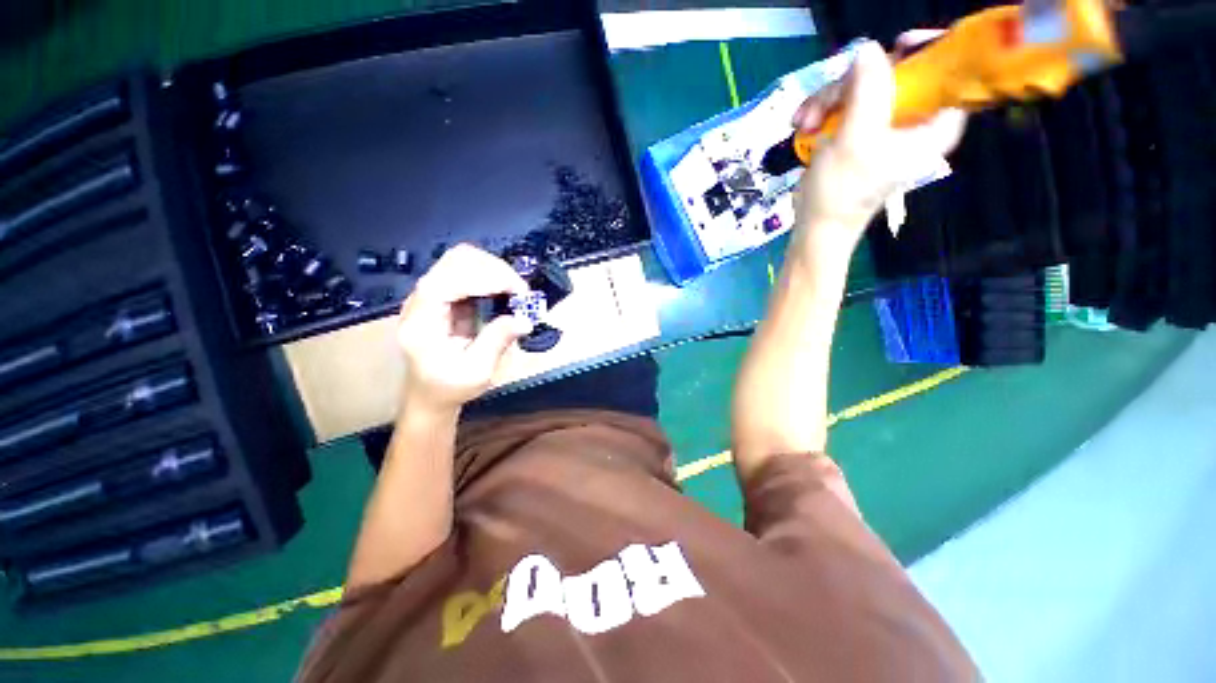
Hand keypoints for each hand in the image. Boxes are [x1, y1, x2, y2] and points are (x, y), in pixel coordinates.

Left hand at [396, 244, 532, 413]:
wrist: (430, 394)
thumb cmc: (449, 387)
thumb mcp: (476, 372)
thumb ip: (497, 341)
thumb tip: (525, 319)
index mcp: (421, 323)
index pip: (445, 283)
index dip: (482, 278)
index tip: (516, 290)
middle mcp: (421, 301)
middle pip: (454, 261)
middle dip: (493, 269)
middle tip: (521, 291)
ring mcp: (431, 295)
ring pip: (461, 260)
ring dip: (493, 269)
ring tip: (516, 290)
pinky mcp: (444, 294)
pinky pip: (468, 270)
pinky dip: (491, 275)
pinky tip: (505, 290)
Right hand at [791, 35, 967, 261]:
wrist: (816, 226)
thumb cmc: (842, 192)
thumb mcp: (856, 139)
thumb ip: (867, 90)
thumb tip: (868, 48)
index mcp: (933, 125)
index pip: (946, 73)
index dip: (926, 53)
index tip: (898, 47)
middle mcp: (912, 120)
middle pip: (893, 75)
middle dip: (851, 84)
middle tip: (822, 105)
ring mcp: (881, 125)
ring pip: (860, 87)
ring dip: (826, 101)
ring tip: (804, 122)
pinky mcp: (857, 132)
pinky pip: (843, 105)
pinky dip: (821, 112)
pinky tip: (803, 125)